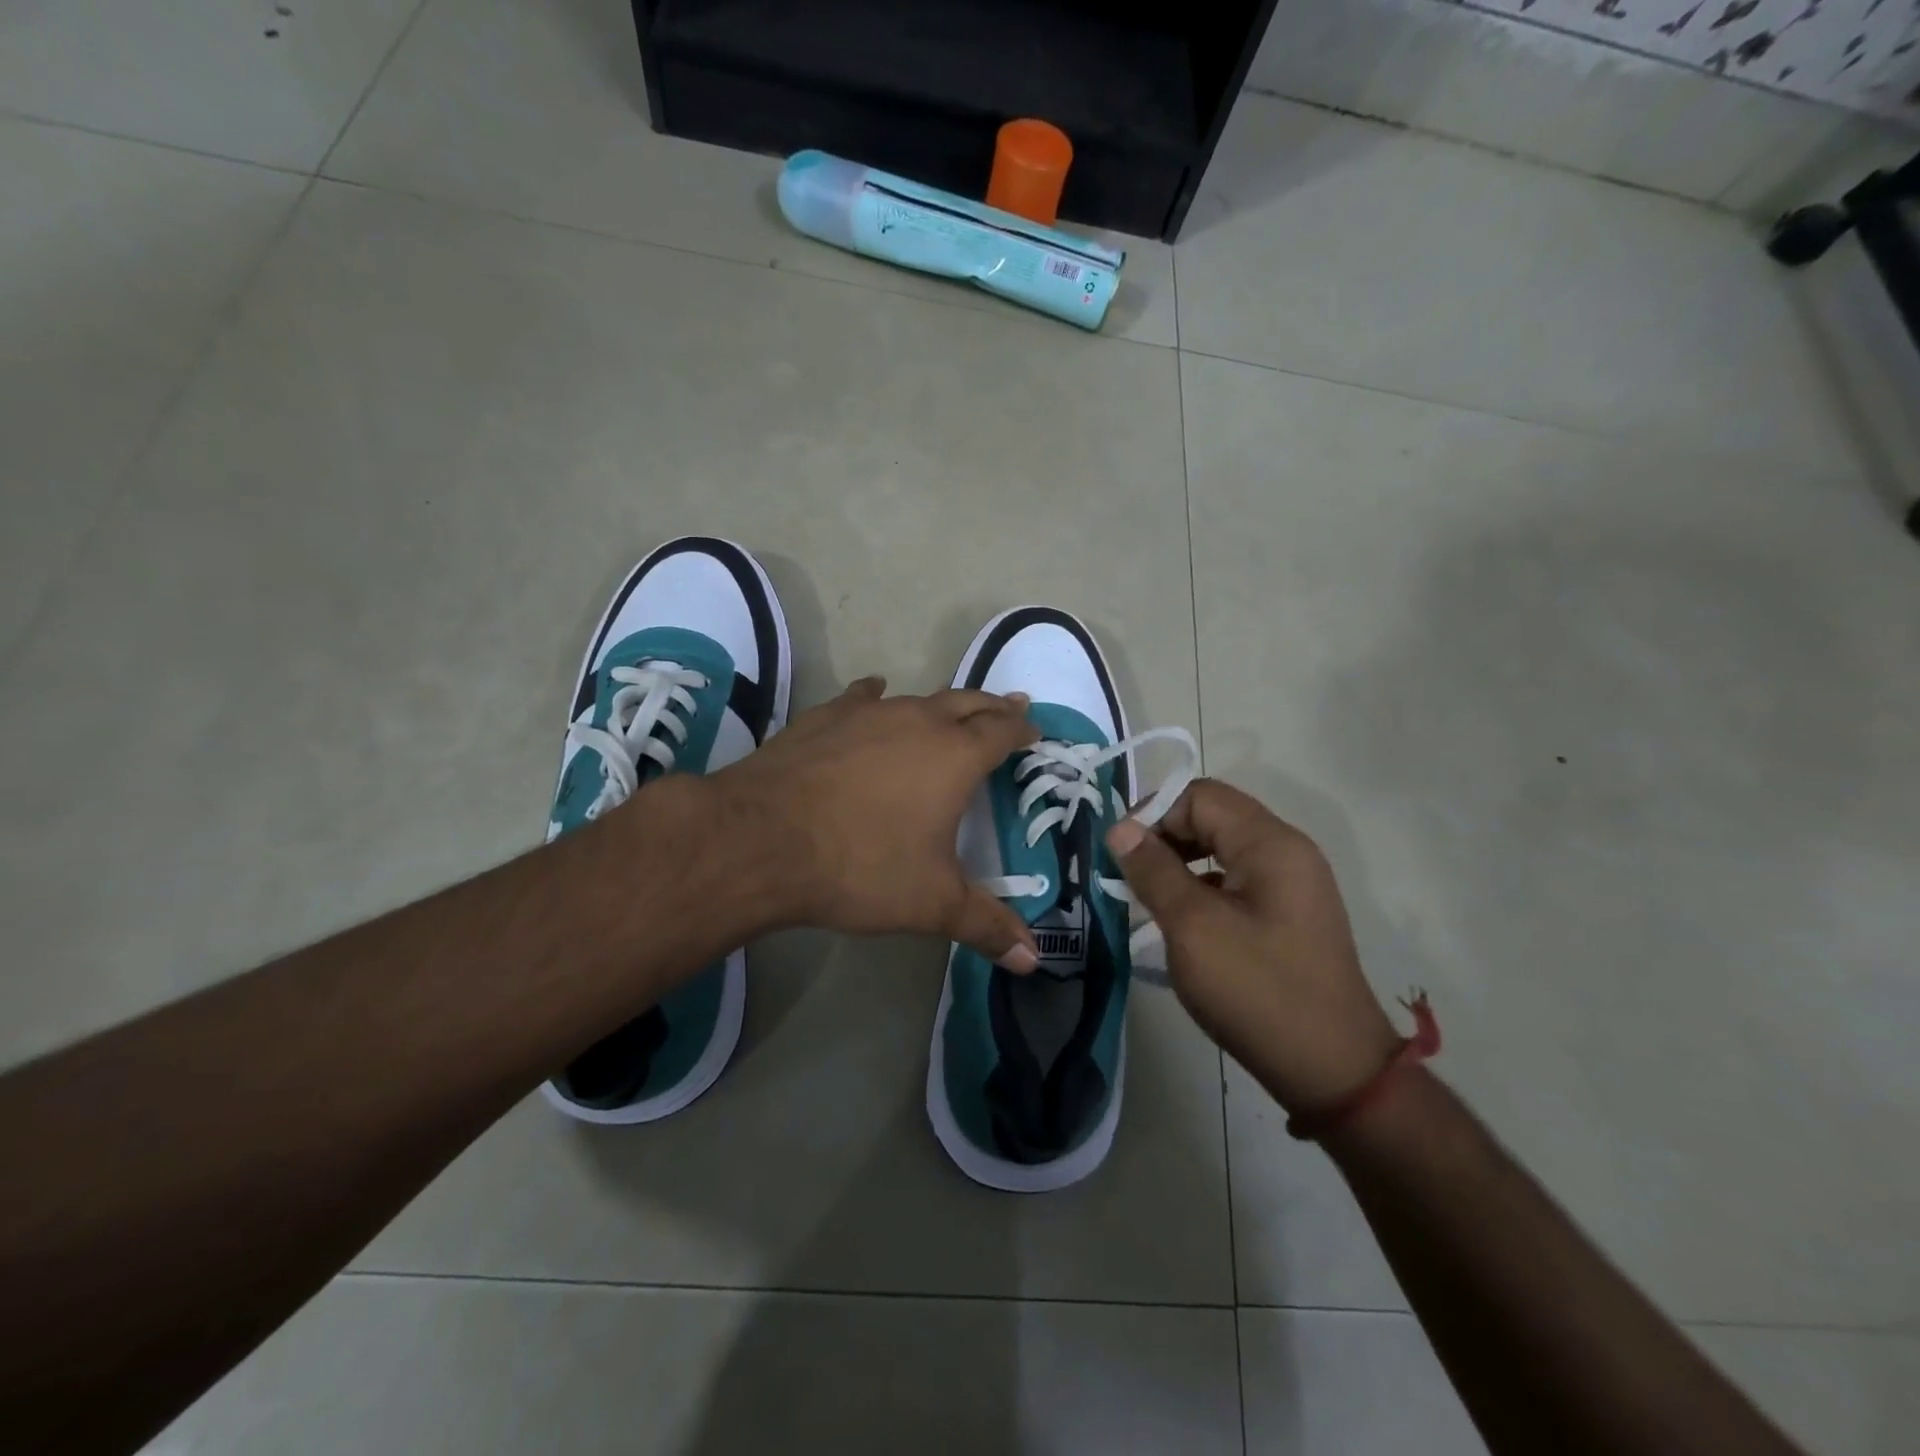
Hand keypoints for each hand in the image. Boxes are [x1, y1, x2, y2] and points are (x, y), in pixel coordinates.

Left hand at [709, 677, 1041, 967]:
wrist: (762, 840)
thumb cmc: (861, 867)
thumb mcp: (931, 903)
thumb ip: (986, 926)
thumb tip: (1033, 959)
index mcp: (955, 756)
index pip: (1002, 731)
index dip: (1022, 729)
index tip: (1034, 730)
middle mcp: (917, 721)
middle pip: (967, 702)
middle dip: (992, 706)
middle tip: (1010, 706)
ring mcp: (867, 714)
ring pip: (917, 698)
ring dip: (941, 704)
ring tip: (950, 709)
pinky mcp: (823, 717)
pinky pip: (861, 698)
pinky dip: (876, 696)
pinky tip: (873, 693)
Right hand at [1106, 779, 1399, 1113]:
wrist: (1333, 1071)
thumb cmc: (1258, 991)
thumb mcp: (1193, 927)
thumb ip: (1154, 871)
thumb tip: (1120, 828)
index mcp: (1270, 843)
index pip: (1199, 796)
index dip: (1154, 815)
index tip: (1121, 856)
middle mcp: (1287, 851)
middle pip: (1213, 817)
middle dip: (1166, 838)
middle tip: (1130, 878)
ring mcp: (1293, 884)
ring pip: (1223, 849)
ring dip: (1181, 864)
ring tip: (1150, 899)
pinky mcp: (1290, 915)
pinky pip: (1237, 880)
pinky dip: (1203, 888)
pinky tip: (1183, 923)